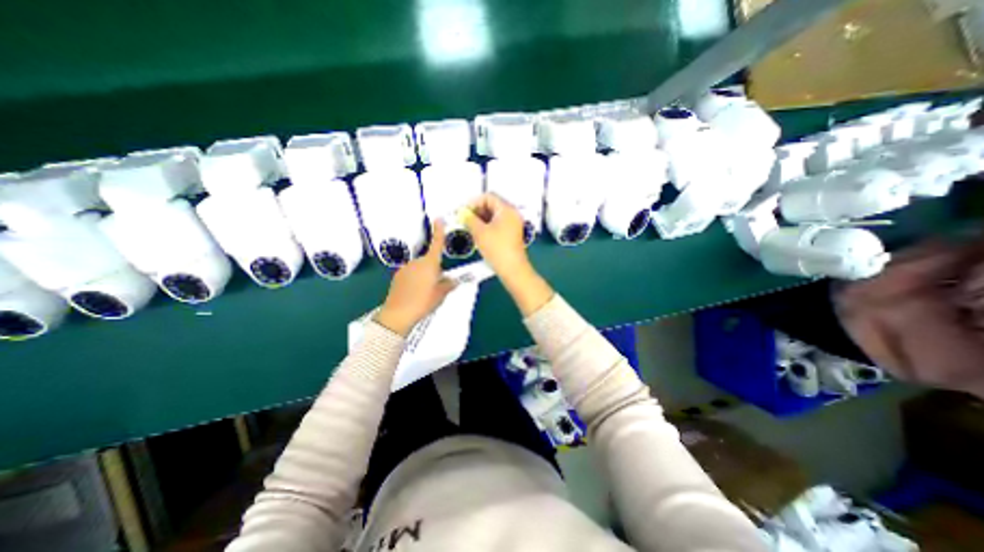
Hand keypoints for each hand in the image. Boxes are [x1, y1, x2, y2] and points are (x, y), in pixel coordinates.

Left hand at [378, 220, 456, 335]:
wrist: (398, 314)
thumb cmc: (423, 302)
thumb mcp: (441, 294)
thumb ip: (448, 284)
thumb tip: (453, 280)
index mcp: (429, 263)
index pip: (437, 244)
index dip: (439, 231)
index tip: (439, 219)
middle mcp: (417, 262)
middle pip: (429, 260)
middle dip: (435, 269)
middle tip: (438, 284)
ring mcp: (405, 268)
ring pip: (420, 268)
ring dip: (425, 275)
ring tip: (426, 292)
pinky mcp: (398, 276)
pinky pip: (411, 273)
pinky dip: (415, 279)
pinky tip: (415, 293)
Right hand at [461, 191, 552, 313]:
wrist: (512, 269)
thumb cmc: (497, 249)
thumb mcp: (479, 232)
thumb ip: (469, 219)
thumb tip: (462, 212)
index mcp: (507, 209)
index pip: (488, 197)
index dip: (473, 202)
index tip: (463, 212)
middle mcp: (512, 214)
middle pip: (492, 205)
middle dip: (477, 211)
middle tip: (465, 220)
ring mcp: (513, 224)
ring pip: (494, 215)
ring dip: (481, 219)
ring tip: (469, 227)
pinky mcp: (512, 234)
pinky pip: (498, 224)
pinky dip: (487, 226)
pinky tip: (478, 234)